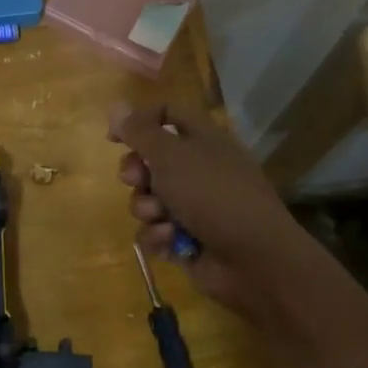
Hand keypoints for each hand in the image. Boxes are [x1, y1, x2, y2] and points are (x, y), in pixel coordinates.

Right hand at [108, 102, 309, 324]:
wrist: (254, 259)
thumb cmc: (213, 194)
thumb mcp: (172, 155)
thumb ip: (140, 132)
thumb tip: (116, 107)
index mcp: (202, 140)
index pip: (167, 115)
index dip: (139, 121)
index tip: (114, 138)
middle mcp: (197, 169)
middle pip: (150, 161)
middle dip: (136, 173)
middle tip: (136, 180)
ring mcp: (193, 207)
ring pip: (148, 199)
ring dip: (147, 209)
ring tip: (163, 219)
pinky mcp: (186, 240)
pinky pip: (155, 232)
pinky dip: (159, 236)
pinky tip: (172, 242)